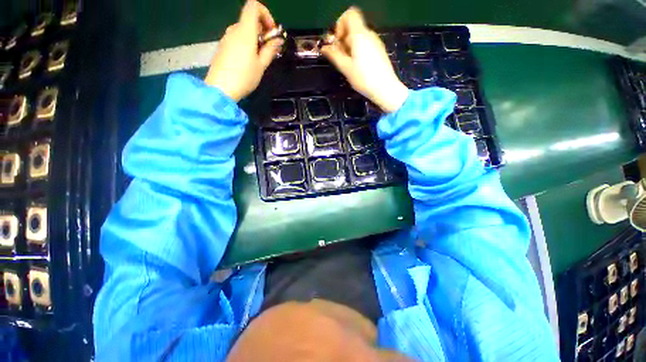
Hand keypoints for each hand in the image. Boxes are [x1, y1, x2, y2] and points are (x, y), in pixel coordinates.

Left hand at [204, 0, 283, 101]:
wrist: (220, 88)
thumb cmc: (244, 77)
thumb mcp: (261, 65)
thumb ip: (270, 50)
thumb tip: (278, 40)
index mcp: (245, 31)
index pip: (253, 6)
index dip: (265, 14)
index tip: (272, 31)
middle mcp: (234, 30)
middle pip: (250, 19)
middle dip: (263, 30)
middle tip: (270, 48)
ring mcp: (226, 38)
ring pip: (244, 30)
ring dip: (255, 38)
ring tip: (261, 57)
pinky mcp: (223, 47)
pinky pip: (237, 38)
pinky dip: (246, 43)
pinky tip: (249, 60)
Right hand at [321, 7, 408, 112]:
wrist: (385, 89)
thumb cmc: (364, 78)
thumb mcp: (346, 68)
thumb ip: (334, 55)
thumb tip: (324, 47)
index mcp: (360, 35)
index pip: (349, 14)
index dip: (340, 24)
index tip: (337, 41)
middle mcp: (369, 34)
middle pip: (352, 27)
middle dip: (343, 39)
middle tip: (339, 57)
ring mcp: (375, 42)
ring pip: (358, 37)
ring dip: (349, 47)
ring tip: (347, 64)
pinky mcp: (379, 51)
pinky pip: (365, 45)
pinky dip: (357, 51)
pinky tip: (357, 66)